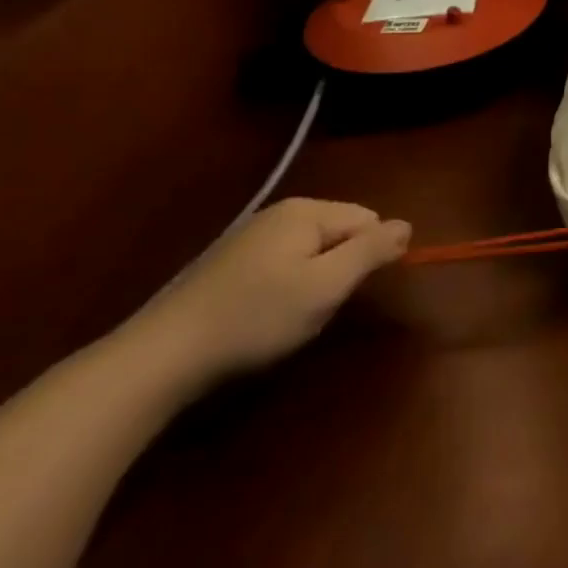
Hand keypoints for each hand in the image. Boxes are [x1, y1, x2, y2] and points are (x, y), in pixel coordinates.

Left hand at [122, 199, 410, 391]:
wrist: (160, 357)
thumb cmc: (255, 318)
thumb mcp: (326, 286)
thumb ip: (371, 251)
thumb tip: (407, 225)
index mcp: (306, 210)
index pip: (368, 220)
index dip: (367, 259)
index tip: (342, 294)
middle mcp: (279, 212)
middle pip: (339, 234)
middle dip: (338, 270)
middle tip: (314, 308)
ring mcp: (250, 236)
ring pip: (311, 253)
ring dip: (311, 283)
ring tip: (285, 318)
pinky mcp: (228, 263)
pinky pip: (281, 265)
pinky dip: (282, 290)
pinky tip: (259, 319)